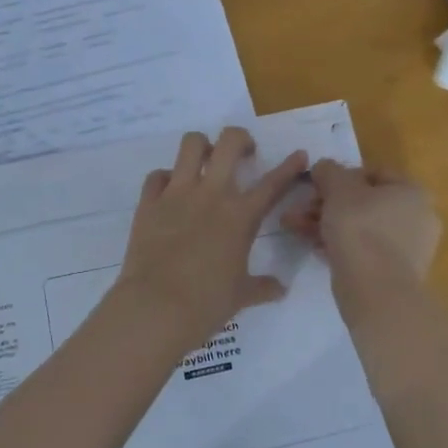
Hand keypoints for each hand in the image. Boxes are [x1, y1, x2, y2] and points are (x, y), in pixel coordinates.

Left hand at [113, 128, 309, 348]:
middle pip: (229, 142)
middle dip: (240, 140)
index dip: (290, 166)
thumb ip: (263, 287)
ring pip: (190, 144)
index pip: (273, 183)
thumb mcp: (242, 295)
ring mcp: (177, 194)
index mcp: (241, 215)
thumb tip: (281, 289)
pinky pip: (157, 175)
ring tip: (205, 162)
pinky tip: (170, 192)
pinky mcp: (149, 203)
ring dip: (201, 147)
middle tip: (243, 154)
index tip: (299, 155)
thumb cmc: (207, 303)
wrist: (157, 307)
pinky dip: (165, 179)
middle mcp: (211, 194)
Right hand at [282, 160, 440, 290]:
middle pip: (364, 202)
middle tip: (299, 209)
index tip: (316, 185)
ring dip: (327, 224)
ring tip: (294, 228)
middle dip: (327, 204)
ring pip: (361, 227)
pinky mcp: (394, 273)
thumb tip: (324, 167)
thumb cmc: (361, 228)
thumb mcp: (338, 190)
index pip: (374, 173)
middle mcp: (418, 217)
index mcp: (413, 192)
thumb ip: (329, 172)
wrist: (376, 291)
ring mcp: (409, 248)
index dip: (341, 176)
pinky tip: (314, 248)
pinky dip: (340, 245)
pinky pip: (364, 250)